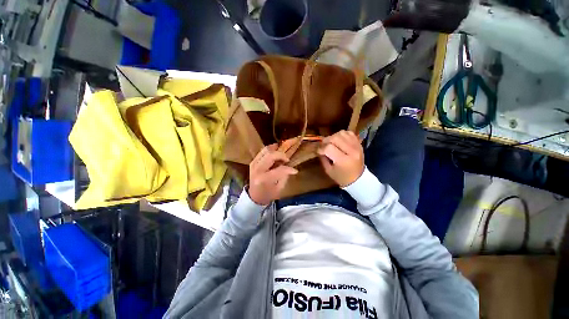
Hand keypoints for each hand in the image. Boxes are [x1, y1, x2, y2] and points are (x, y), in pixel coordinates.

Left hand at [248, 144, 297, 204]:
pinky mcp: (253, 162)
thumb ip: (284, 176)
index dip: (289, 169)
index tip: (295, 171)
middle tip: (287, 160)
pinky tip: (276, 152)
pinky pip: (262, 152)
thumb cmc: (268, 194)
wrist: (254, 196)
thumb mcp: (279, 188)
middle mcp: (257, 170)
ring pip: (266, 150)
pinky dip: (270, 150)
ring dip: (275, 150)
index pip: (279, 170)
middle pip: (271, 155)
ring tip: (282, 154)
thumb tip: (290, 167)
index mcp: (264, 179)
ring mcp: (253, 164)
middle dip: (282, 155)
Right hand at [317, 130, 363, 186]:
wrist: (358, 178)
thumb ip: (323, 158)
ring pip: (342, 133)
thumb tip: (319, 148)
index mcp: (343, 160)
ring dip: (333, 136)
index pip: (329, 148)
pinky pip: (349, 133)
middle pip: (335, 138)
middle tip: (323, 145)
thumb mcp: (329, 171)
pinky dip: (342, 135)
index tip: (318, 151)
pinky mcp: (359, 144)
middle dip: (326, 141)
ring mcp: (356, 146)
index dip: (321, 148)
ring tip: (331, 142)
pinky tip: (339, 140)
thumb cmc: (341, 177)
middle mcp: (351, 151)